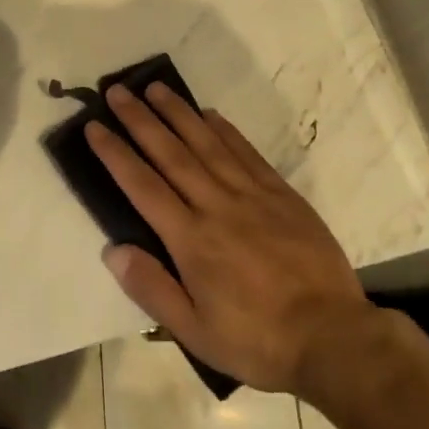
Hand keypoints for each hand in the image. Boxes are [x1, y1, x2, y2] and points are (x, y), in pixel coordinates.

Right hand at [88, 83, 375, 397]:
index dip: (116, 154)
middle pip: (171, 154)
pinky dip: (225, 130)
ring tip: (156, 88)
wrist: (333, 338)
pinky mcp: (281, 195)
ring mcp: (252, 195)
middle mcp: (217, 206)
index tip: (95, 126)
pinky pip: (247, 153)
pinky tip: (209, 114)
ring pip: (208, 144)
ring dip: (179, 113)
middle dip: (140, 120)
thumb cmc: (257, 341)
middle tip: (117, 91)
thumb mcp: (195, 332)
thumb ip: (152, 289)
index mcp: (191, 240)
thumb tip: (112, 250)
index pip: (143, 186)